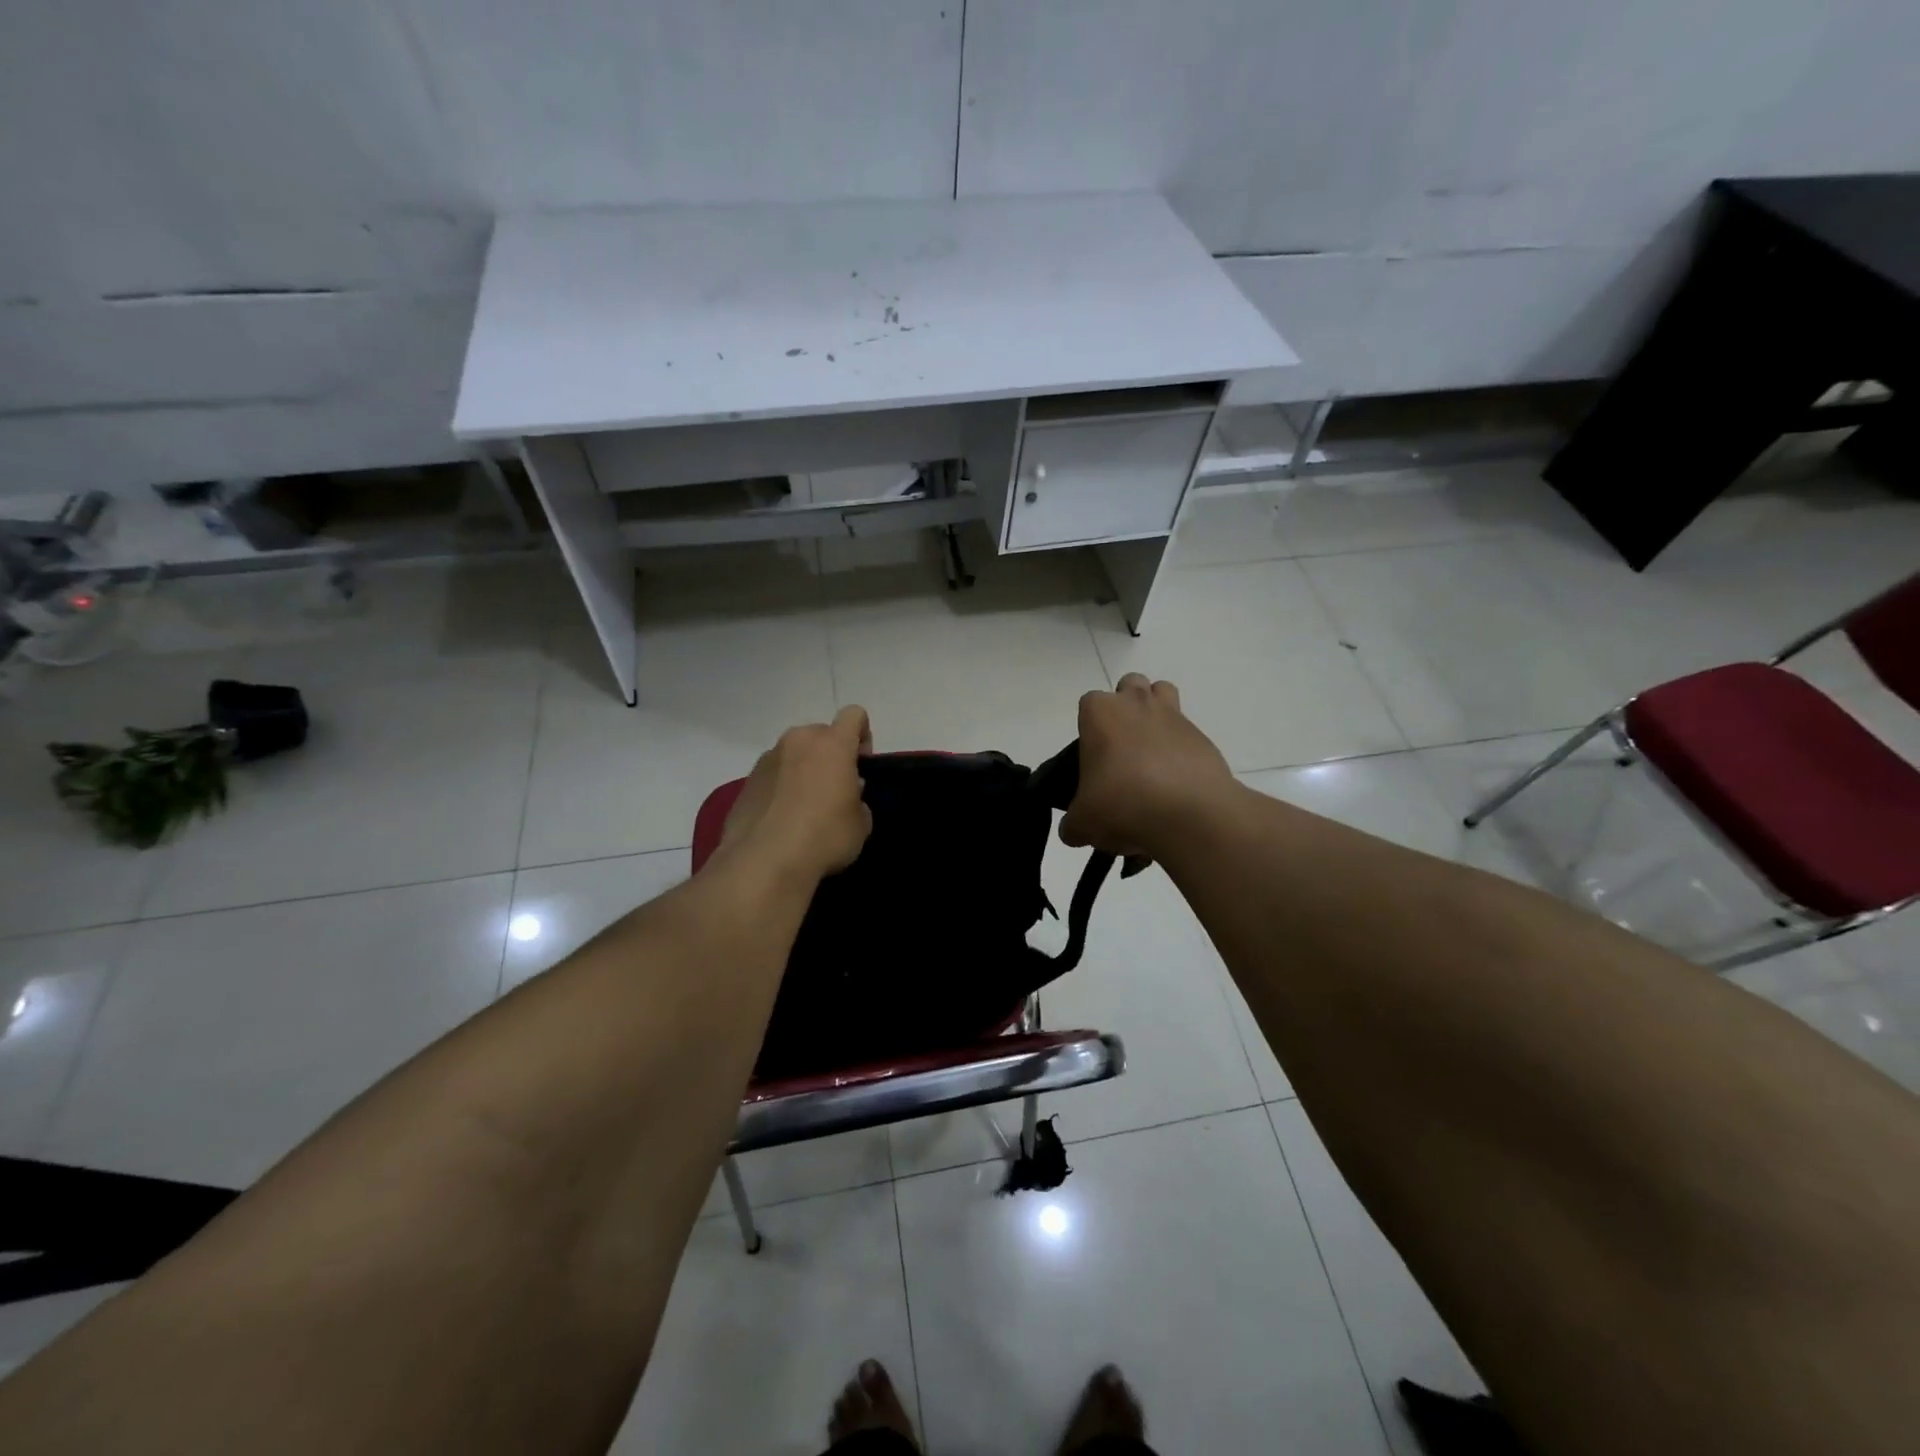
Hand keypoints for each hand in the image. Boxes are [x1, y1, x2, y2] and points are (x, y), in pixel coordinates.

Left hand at [721, 706, 873, 883]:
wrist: (764, 862)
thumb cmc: (824, 837)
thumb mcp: (860, 824)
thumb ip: (858, 800)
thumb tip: (846, 795)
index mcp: (831, 744)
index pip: (854, 715)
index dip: (862, 736)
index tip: (861, 765)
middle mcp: (797, 741)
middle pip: (821, 734)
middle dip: (830, 754)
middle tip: (834, 789)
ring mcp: (767, 759)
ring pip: (794, 753)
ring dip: (803, 769)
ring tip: (805, 807)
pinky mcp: (746, 781)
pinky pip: (773, 775)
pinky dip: (781, 787)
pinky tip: (783, 819)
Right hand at [1059, 674, 1236, 858]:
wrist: (1189, 815)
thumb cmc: (1123, 804)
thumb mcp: (1083, 822)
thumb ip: (1073, 822)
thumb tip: (1073, 830)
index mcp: (1101, 713)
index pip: (1089, 704)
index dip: (1090, 728)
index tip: (1093, 758)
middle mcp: (1137, 703)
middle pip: (1129, 686)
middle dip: (1126, 708)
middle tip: (1121, 750)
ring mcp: (1174, 716)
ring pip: (1163, 694)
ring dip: (1155, 714)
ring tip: (1151, 754)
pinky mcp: (1203, 738)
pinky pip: (1187, 734)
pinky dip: (1180, 750)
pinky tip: (1176, 783)